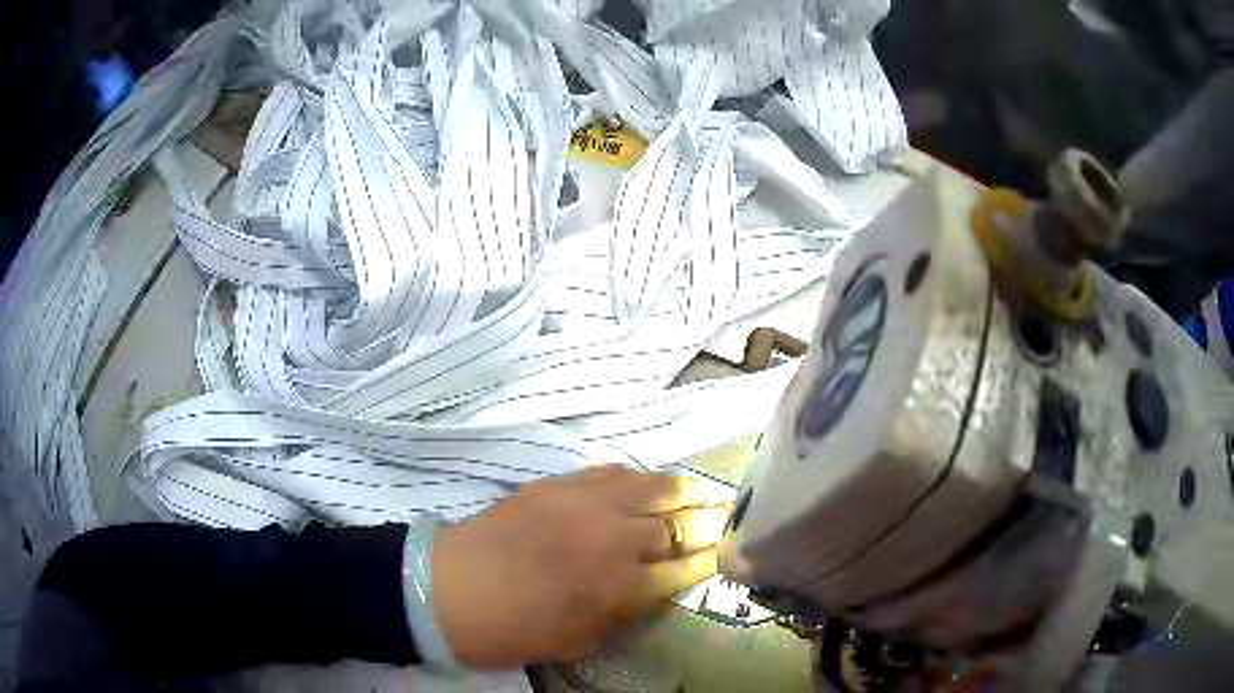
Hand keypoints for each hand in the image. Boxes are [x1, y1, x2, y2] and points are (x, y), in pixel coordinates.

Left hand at [432, 464, 728, 668]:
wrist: (446, 590)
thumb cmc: (512, 630)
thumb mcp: (579, 640)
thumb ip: (623, 613)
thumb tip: (652, 590)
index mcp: (618, 587)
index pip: (683, 569)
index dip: (708, 562)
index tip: (724, 555)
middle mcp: (612, 540)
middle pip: (676, 526)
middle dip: (707, 525)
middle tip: (725, 520)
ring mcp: (585, 505)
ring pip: (652, 489)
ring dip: (681, 493)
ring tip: (697, 493)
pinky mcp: (557, 484)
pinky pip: (611, 472)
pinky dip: (637, 479)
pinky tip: (644, 484)